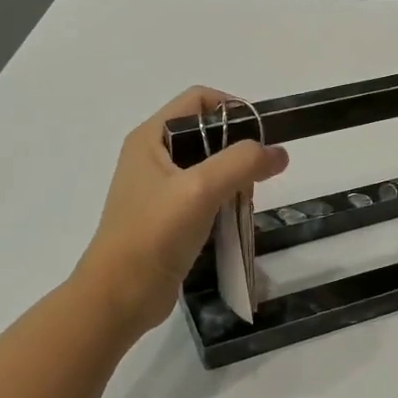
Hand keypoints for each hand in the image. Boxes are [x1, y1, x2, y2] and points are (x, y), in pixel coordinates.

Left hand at [75, 88, 289, 337]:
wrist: (119, 298)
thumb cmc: (153, 235)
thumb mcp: (200, 189)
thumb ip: (241, 163)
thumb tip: (279, 153)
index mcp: (150, 138)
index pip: (198, 99)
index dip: (232, 108)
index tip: (260, 136)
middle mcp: (152, 157)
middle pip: (206, 133)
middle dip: (237, 149)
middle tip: (255, 176)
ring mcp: (159, 189)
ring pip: (209, 167)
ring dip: (234, 180)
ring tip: (245, 202)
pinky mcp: (167, 218)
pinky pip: (205, 197)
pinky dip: (224, 202)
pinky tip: (233, 221)